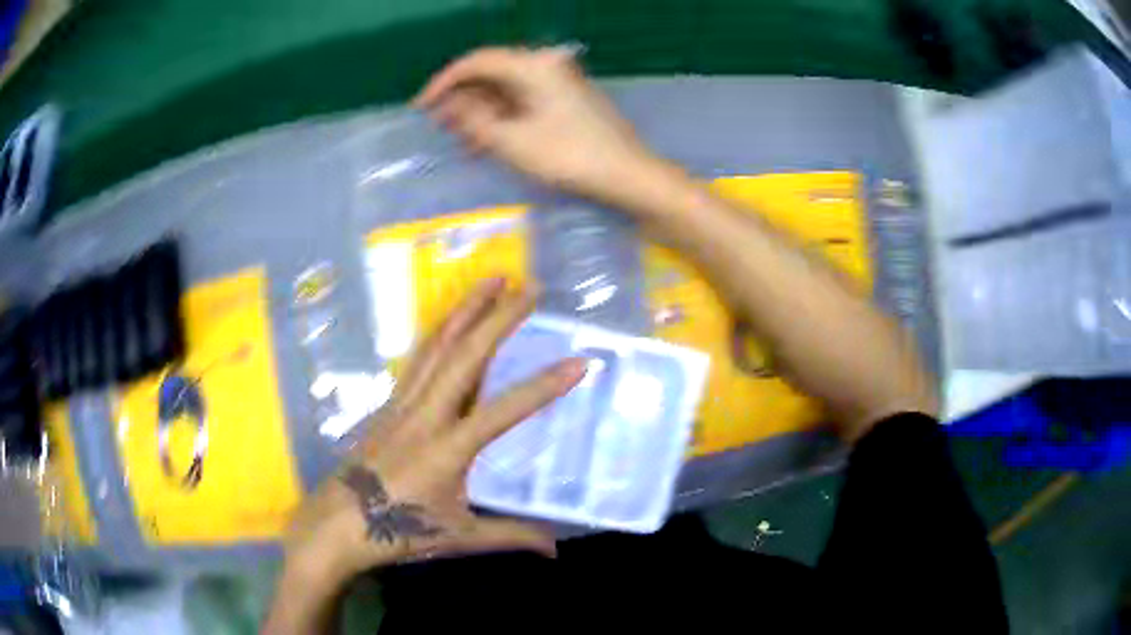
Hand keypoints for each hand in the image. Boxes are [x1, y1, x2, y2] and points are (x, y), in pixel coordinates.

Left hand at [281, 279, 585, 584]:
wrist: (338, 523)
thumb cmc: (398, 532)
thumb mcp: (459, 538)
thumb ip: (510, 537)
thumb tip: (556, 550)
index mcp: (448, 450)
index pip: (504, 411)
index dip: (543, 387)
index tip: (578, 362)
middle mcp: (426, 416)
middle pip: (466, 356)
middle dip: (500, 317)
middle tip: (530, 287)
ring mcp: (403, 403)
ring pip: (437, 345)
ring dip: (466, 310)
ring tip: (492, 281)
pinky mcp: (389, 403)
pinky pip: (418, 357)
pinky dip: (439, 331)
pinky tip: (451, 319)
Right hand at [415, 46, 657, 204]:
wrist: (628, 175)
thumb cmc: (570, 157)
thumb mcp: (513, 141)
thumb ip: (475, 120)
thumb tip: (452, 106)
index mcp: (533, 66)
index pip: (477, 61)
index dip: (444, 82)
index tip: (421, 106)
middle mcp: (546, 66)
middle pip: (492, 74)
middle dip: (462, 99)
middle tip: (437, 125)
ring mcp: (559, 84)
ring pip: (507, 90)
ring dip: (480, 111)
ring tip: (457, 139)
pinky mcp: (566, 102)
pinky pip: (524, 103)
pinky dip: (502, 118)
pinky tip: (486, 142)